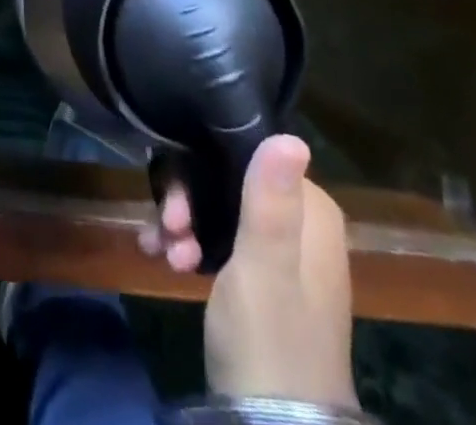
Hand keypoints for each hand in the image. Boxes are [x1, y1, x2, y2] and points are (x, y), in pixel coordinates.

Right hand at [139, 135, 356, 406]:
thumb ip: (270, 202)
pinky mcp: (261, 279)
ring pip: (218, 208)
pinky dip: (191, 244)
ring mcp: (281, 252)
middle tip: (167, 229)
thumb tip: (292, 135)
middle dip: (189, 202)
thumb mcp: (264, 267)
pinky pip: (219, 238)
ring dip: (184, 224)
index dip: (204, 168)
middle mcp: (299, 222)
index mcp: (311, 212)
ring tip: (164, 252)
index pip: (247, 153)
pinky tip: (165, 259)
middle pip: (228, 181)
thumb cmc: (269, 340)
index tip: (176, 201)